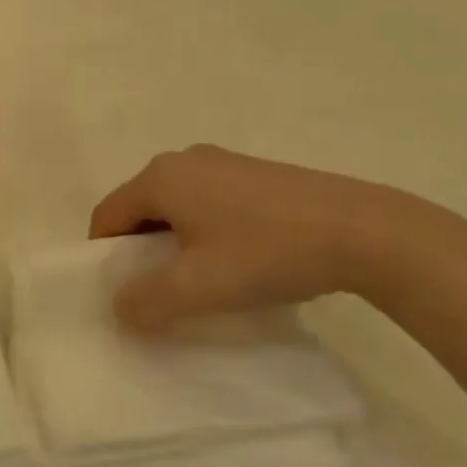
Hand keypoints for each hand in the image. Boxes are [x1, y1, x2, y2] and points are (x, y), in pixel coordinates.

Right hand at [88, 145, 465, 332]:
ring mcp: (223, 162)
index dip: (104, 256)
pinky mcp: (255, 173)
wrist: (362, 230)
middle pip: (140, 208)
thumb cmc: (266, 253)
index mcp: (160, 177)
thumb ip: (146, 301)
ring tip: (202, 281)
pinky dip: (205, 231)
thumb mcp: (197, 287)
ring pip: (177, 206)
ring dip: (175, 243)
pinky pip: (209, 201)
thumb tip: (119, 306)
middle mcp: (184, 159)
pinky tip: (238, 259)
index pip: (108, 215)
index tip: (121, 294)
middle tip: (160, 292)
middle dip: (141, 251)